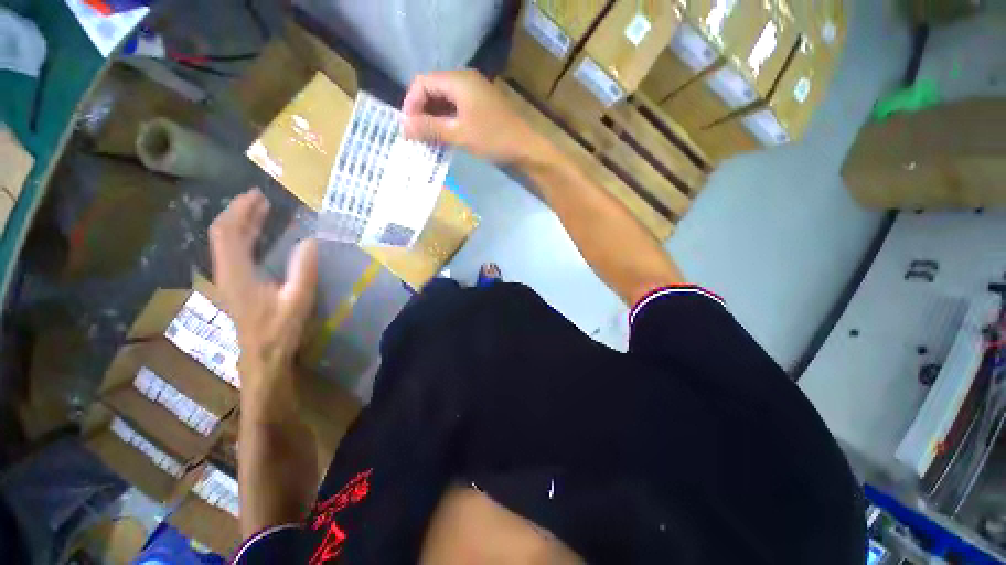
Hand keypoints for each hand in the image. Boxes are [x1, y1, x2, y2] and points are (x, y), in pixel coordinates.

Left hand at [209, 189, 317, 389]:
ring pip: (226, 243)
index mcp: (237, 273)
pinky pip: (233, 252)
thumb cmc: (279, 330)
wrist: (261, 357)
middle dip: (239, 212)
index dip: (240, 211)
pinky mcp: (234, 285)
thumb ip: (304, 270)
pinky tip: (258, 235)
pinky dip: (244, 237)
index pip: (228, 233)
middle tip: (260, 197)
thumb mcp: (297, 300)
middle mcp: (226, 272)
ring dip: (241, 223)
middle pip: (223, 233)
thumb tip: (311, 241)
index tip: (258, 195)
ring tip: (260, 209)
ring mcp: (228, 279)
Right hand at [402, 70, 547, 164]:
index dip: (411, 103)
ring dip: (434, 118)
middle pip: (432, 89)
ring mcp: (474, 93)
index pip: (422, 82)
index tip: (408, 128)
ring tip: (428, 139)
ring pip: (444, 100)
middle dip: (421, 112)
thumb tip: (403, 128)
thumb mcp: (459, 134)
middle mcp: (465, 80)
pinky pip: (456, 108)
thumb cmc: (493, 138)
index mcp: (458, 80)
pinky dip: (447, 121)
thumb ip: (430, 129)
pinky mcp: (480, 106)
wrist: (526, 148)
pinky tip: (444, 137)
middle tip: (417, 136)